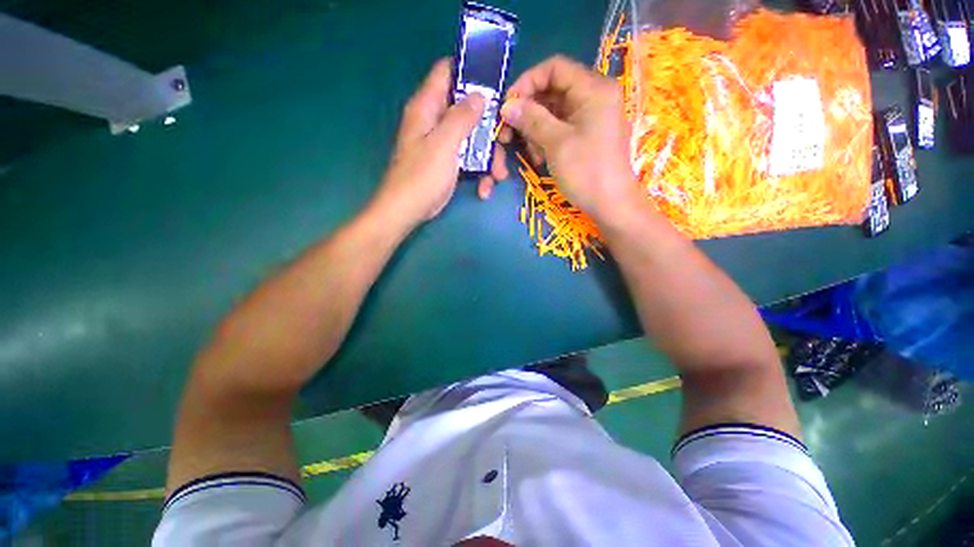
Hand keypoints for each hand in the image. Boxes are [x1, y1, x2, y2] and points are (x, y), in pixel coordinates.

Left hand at [369, 58, 486, 229]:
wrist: (407, 211)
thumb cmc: (422, 176)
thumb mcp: (444, 143)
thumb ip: (461, 117)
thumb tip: (480, 94)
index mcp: (427, 107)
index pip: (447, 72)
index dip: (470, 71)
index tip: (495, 83)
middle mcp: (435, 121)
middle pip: (468, 110)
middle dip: (489, 127)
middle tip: (505, 140)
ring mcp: (443, 144)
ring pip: (473, 138)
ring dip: (489, 157)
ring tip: (498, 177)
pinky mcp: (448, 163)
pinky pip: (469, 159)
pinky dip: (479, 173)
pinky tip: (483, 189)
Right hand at [490, 56, 637, 220]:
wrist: (611, 204)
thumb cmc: (586, 171)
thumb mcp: (556, 143)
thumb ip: (531, 119)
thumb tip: (507, 105)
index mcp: (593, 88)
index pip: (554, 68)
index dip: (527, 82)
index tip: (509, 106)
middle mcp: (594, 96)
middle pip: (553, 90)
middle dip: (529, 111)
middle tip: (511, 134)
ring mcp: (592, 116)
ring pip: (554, 111)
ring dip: (536, 129)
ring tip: (530, 153)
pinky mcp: (588, 134)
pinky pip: (561, 127)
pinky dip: (546, 138)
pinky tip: (540, 157)